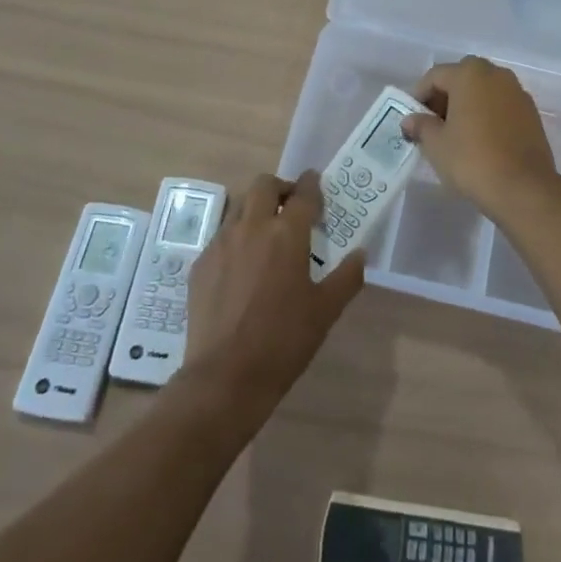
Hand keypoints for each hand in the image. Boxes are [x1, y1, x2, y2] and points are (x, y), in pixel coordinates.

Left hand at [180, 173, 363, 425]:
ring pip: (239, 207)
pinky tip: (242, 267)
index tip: (316, 184)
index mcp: (286, 234)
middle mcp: (251, 227)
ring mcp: (221, 244)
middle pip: (264, 185)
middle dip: (280, 188)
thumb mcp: (326, 311)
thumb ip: (347, 277)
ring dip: (256, 210)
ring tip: (267, 235)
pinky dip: (236, 238)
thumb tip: (360, 254)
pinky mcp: (200, 264)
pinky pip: (221, 237)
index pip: (303, 193)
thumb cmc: (283, 341)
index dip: (312, 184)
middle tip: (291, 207)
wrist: (224, 377)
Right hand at [402, 56, 560, 216]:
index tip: (411, 118)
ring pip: (484, 90)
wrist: (524, 188)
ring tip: (456, 133)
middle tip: (433, 123)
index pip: (435, 76)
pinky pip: (501, 105)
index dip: (419, 95)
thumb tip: (410, 120)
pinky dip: (487, 114)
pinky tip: (480, 139)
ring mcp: (517, 92)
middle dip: (444, 97)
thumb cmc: (472, 160)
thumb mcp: (436, 144)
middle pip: (462, 78)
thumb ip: (421, 125)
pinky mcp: (531, 113)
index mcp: (470, 74)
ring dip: (467, 104)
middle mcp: (496, 74)